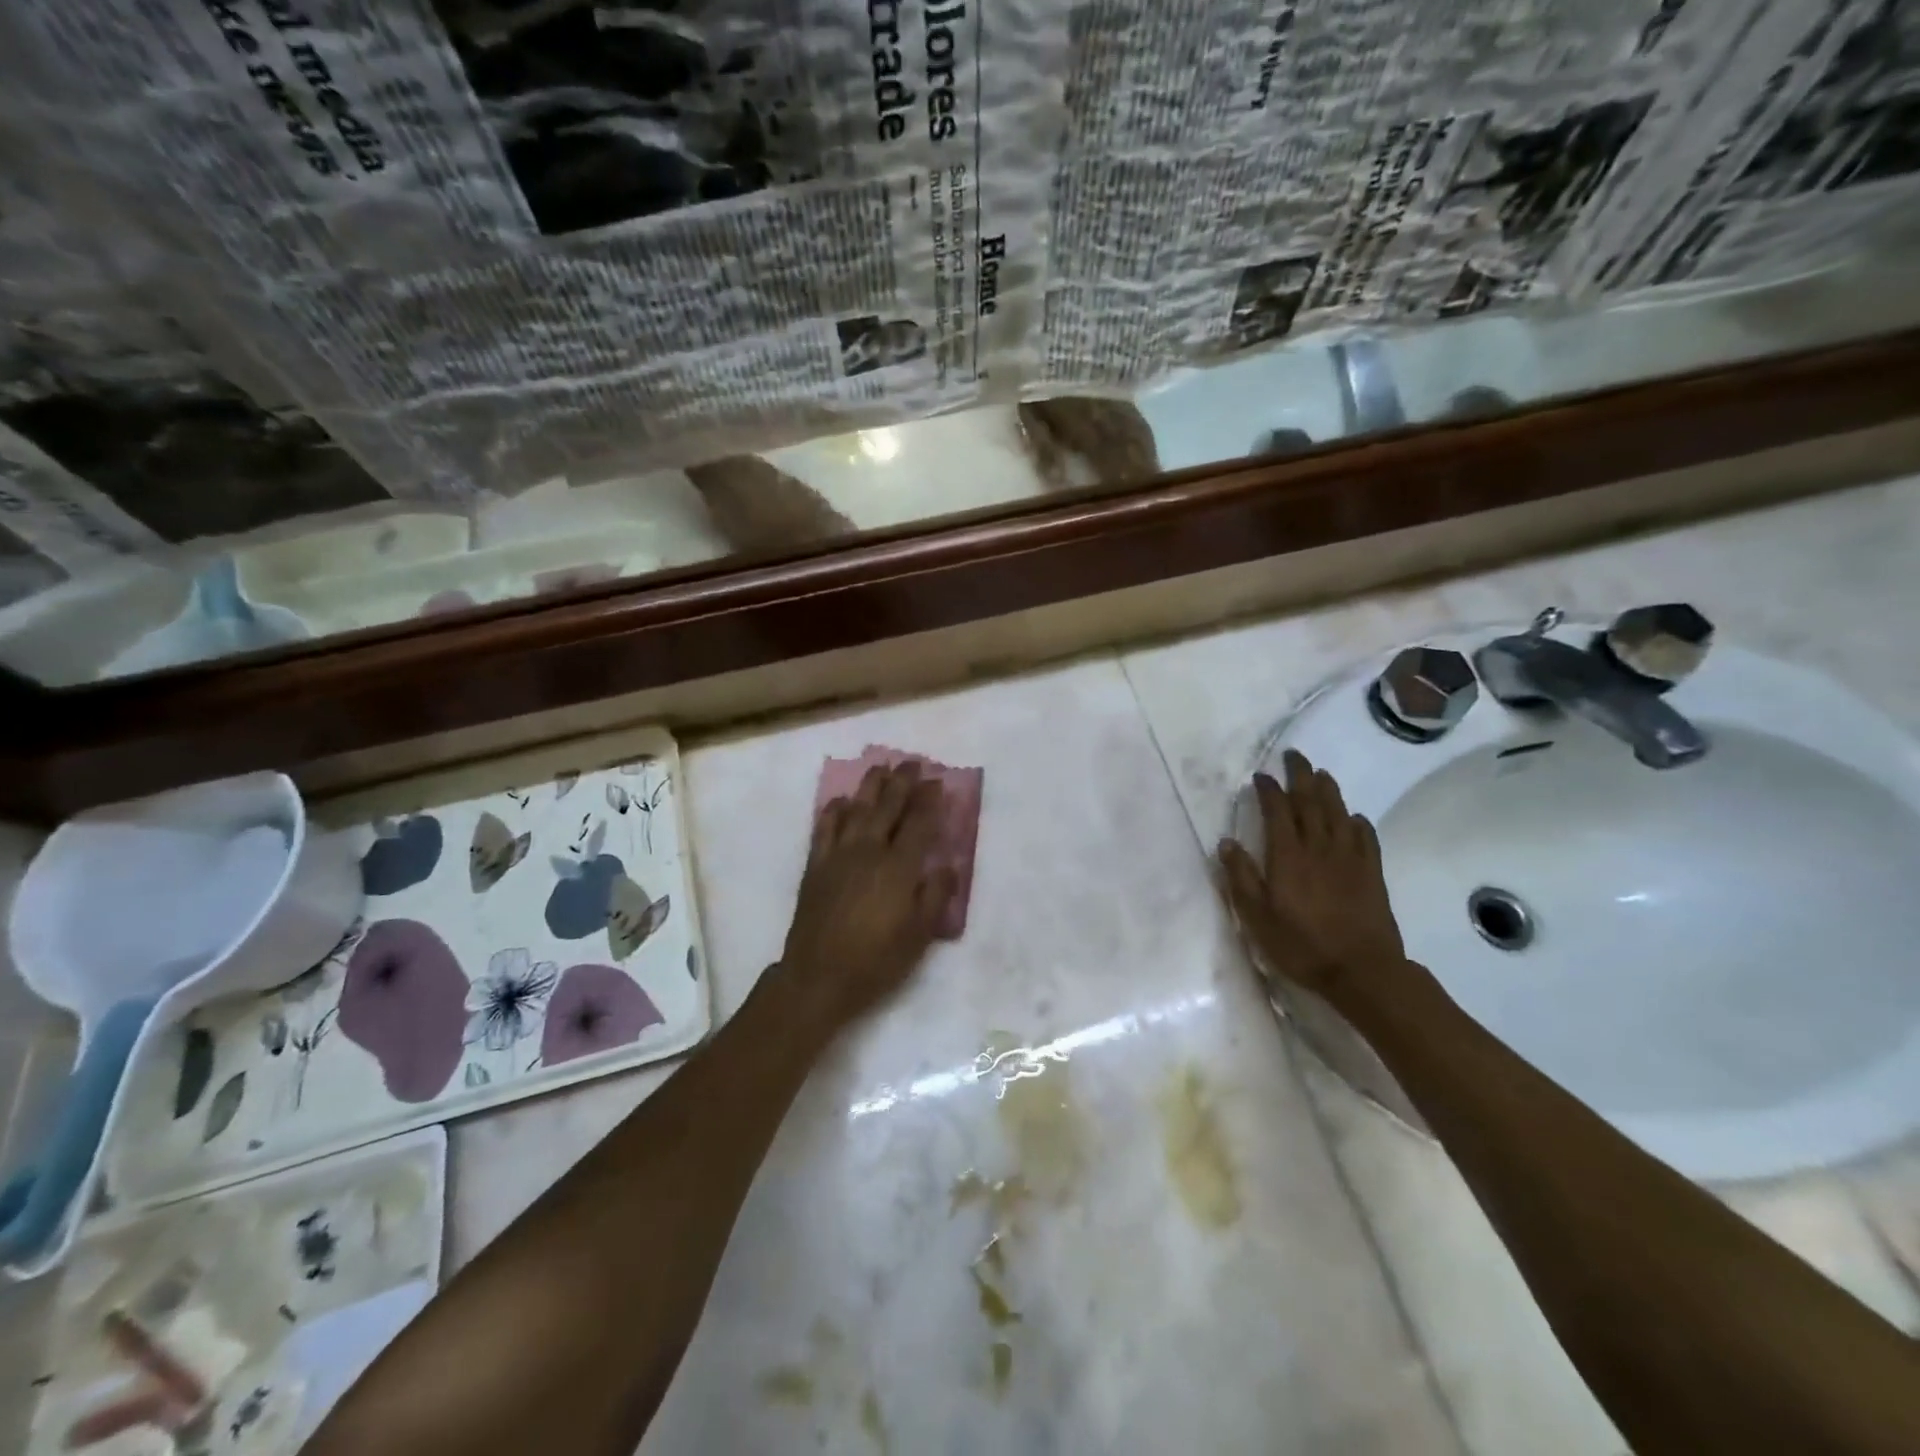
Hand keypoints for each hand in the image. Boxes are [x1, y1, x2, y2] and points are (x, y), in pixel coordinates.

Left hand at [777, 761, 954, 1034]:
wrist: (818, 977)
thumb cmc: (876, 961)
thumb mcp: (919, 936)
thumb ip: (935, 896)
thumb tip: (947, 865)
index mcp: (899, 868)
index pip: (918, 824)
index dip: (929, 801)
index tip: (937, 782)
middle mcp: (869, 852)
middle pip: (888, 808)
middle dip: (902, 783)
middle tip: (911, 763)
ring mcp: (839, 856)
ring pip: (857, 810)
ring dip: (870, 787)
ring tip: (880, 769)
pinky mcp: (816, 866)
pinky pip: (824, 829)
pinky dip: (833, 811)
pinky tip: (840, 801)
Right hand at [1217, 750, 1410, 1015]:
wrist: (1361, 970)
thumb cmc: (1301, 944)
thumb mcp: (1256, 916)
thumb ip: (1240, 877)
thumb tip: (1227, 842)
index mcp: (1288, 855)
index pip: (1277, 811)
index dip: (1269, 791)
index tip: (1260, 777)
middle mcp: (1319, 847)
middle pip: (1310, 802)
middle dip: (1300, 776)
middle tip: (1294, 756)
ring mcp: (1349, 858)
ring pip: (1338, 813)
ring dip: (1328, 790)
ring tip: (1320, 774)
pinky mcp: (1371, 873)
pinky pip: (1365, 837)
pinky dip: (1357, 822)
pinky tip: (1353, 817)